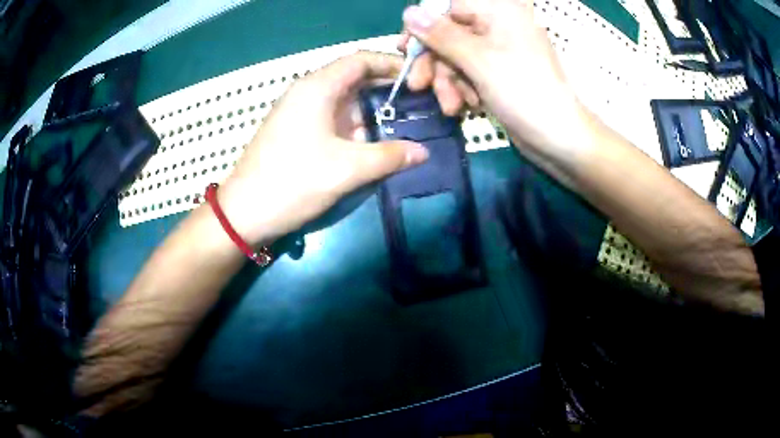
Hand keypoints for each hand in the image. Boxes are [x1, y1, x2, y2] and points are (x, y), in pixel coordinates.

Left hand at [218, 52, 428, 244]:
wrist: (243, 213)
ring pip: (344, 102)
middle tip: (417, 106)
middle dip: (386, 91)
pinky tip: (372, 143)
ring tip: (403, 126)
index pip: (361, 60)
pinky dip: (354, 127)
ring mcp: (300, 112)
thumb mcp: (346, 169)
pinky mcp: (296, 131)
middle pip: (354, 79)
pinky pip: (332, 120)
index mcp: (318, 87)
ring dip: (371, 112)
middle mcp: (308, 92)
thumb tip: (423, 152)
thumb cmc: (292, 182)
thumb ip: (389, 156)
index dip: (391, 65)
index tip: (418, 79)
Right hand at [402, 0, 595, 164]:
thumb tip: (409, 11)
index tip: (405, 49)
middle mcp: (499, 26)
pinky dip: (463, 90)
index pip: (449, 8)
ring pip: (456, 57)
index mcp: (499, 12)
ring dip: (447, 82)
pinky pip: (470, 73)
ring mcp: (500, 52)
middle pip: (450, 34)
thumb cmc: (523, 92)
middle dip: (434, 63)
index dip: (425, 27)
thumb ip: (441, 34)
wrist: (559, 139)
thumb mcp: (478, 60)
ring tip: (452, 107)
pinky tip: (467, 107)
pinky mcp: (500, 74)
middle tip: (418, 86)